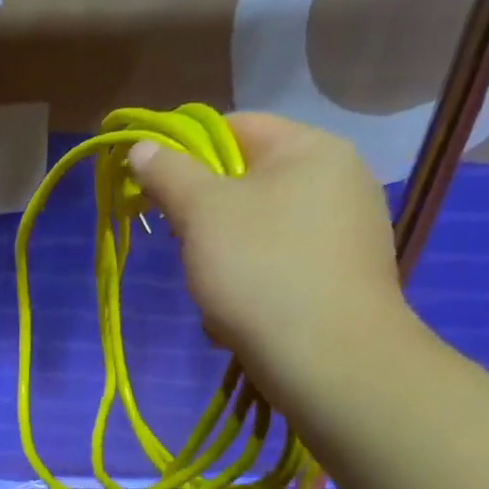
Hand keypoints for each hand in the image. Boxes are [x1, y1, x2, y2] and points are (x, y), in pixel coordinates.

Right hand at [128, 112, 412, 394]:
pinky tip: (239, 318)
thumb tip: (142, 148)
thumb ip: (168, 173)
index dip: (184, 153)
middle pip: (245, 182)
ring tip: (211, 295)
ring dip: (220, 258)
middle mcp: (338, 181)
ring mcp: (346, 232)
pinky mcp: (343, 278)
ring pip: (256, 230)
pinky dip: (251, 285)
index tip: (153, 190)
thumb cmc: (261, 271)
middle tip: (182, 247)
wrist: (330, 361)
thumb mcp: (202, 213)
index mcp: (311, 149)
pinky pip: (279, 266)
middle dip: (202, 217)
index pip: (234, 127)